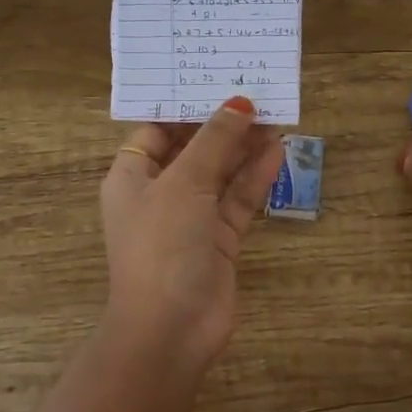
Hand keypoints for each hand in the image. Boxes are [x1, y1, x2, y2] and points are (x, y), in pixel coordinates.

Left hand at [100, 96, 284, 370]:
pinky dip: (255, 177)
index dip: (185, 107)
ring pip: (221, 173)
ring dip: (244, 148)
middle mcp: (160, 194)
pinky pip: (238, 199)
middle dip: (222, 125)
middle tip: (257, 93)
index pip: (156, 130)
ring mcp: (191, 218)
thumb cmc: (163, 244)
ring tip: (276, 115)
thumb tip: (238, 103)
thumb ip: (214, 141)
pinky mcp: (219, 240)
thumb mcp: (185, 182)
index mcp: (133, 177)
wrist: (170, 329)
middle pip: (193, 149)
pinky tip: (278, 150)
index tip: (216, 81)